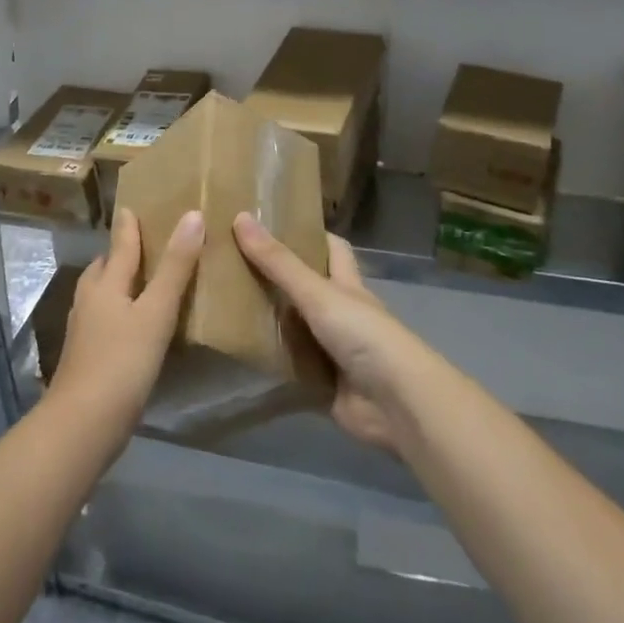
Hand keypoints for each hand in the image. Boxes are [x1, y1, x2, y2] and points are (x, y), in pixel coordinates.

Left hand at [47, 206, 203, 435]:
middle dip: (121, 253)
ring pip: (102, 294)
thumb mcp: (156, 312)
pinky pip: (104, 319)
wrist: (82, 424)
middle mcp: (90, 299)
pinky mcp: (87, 355)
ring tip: (142, 282)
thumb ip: (175, 267)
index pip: (120, 244)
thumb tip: (193, 215)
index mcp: (105, 283)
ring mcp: (84, 329)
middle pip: (105, 267)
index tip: (133, 205)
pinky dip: (119, 311)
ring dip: (119, 283)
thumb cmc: (121, 362)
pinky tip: (134, 325)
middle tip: (145, 243)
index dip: (129, 225)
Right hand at [234, 214, 434, 452]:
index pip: (332, 249)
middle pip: (307, 289)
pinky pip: (291, 369)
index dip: (310, 234)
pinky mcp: (323, 385)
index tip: (274, 224)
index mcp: (347, 285)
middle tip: (234, 263)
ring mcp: (333, 352)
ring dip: (269, 322)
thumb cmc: (364, 335)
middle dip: (277, 278)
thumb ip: (279, 262)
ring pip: (296, 329)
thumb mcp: (318, 293)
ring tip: (225, 305)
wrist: (398, 405)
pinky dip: (271, 364)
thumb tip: (241, 217)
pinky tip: (239, 354)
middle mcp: (341, 314)